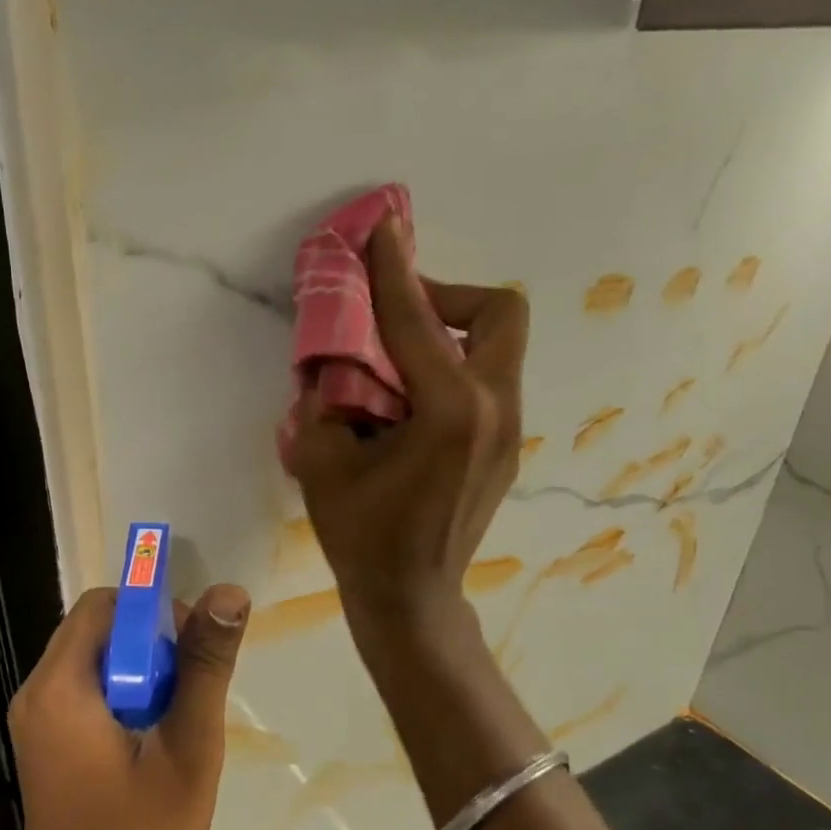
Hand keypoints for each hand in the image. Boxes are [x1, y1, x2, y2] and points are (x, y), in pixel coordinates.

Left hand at [6, 583, 250, 829]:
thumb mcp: (188, 750)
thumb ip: (205, 665)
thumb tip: (229, 592)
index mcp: (60, 687)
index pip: (104, 605)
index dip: (154, 612)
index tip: (193, 651)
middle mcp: (35, 694)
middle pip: (97, 630)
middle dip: (150, 646)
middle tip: (190, 692)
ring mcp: (34, 723)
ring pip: (95, 662)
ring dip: (140, 674)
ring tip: (176, 722)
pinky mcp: (44, 747)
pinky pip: (85, 693)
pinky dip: (123, 698)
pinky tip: (152, 742)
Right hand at [289, 214, 529, 638]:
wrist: (411, 598)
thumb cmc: (362, 537)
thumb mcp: (320, 463)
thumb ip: (323, 401)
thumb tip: (332, 366)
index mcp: (450, 412)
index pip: (418, 321)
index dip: (393, 270)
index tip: (381, 230)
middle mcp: (494, 410)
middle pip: (500, 313)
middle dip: (447, 296)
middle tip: (397, 314)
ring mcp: (510, 430)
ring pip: (498, 347)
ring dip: (450, 333)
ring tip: (397, 358)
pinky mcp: (506, 447)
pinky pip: (488, 381)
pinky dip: (453, 369)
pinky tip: (411, 402)